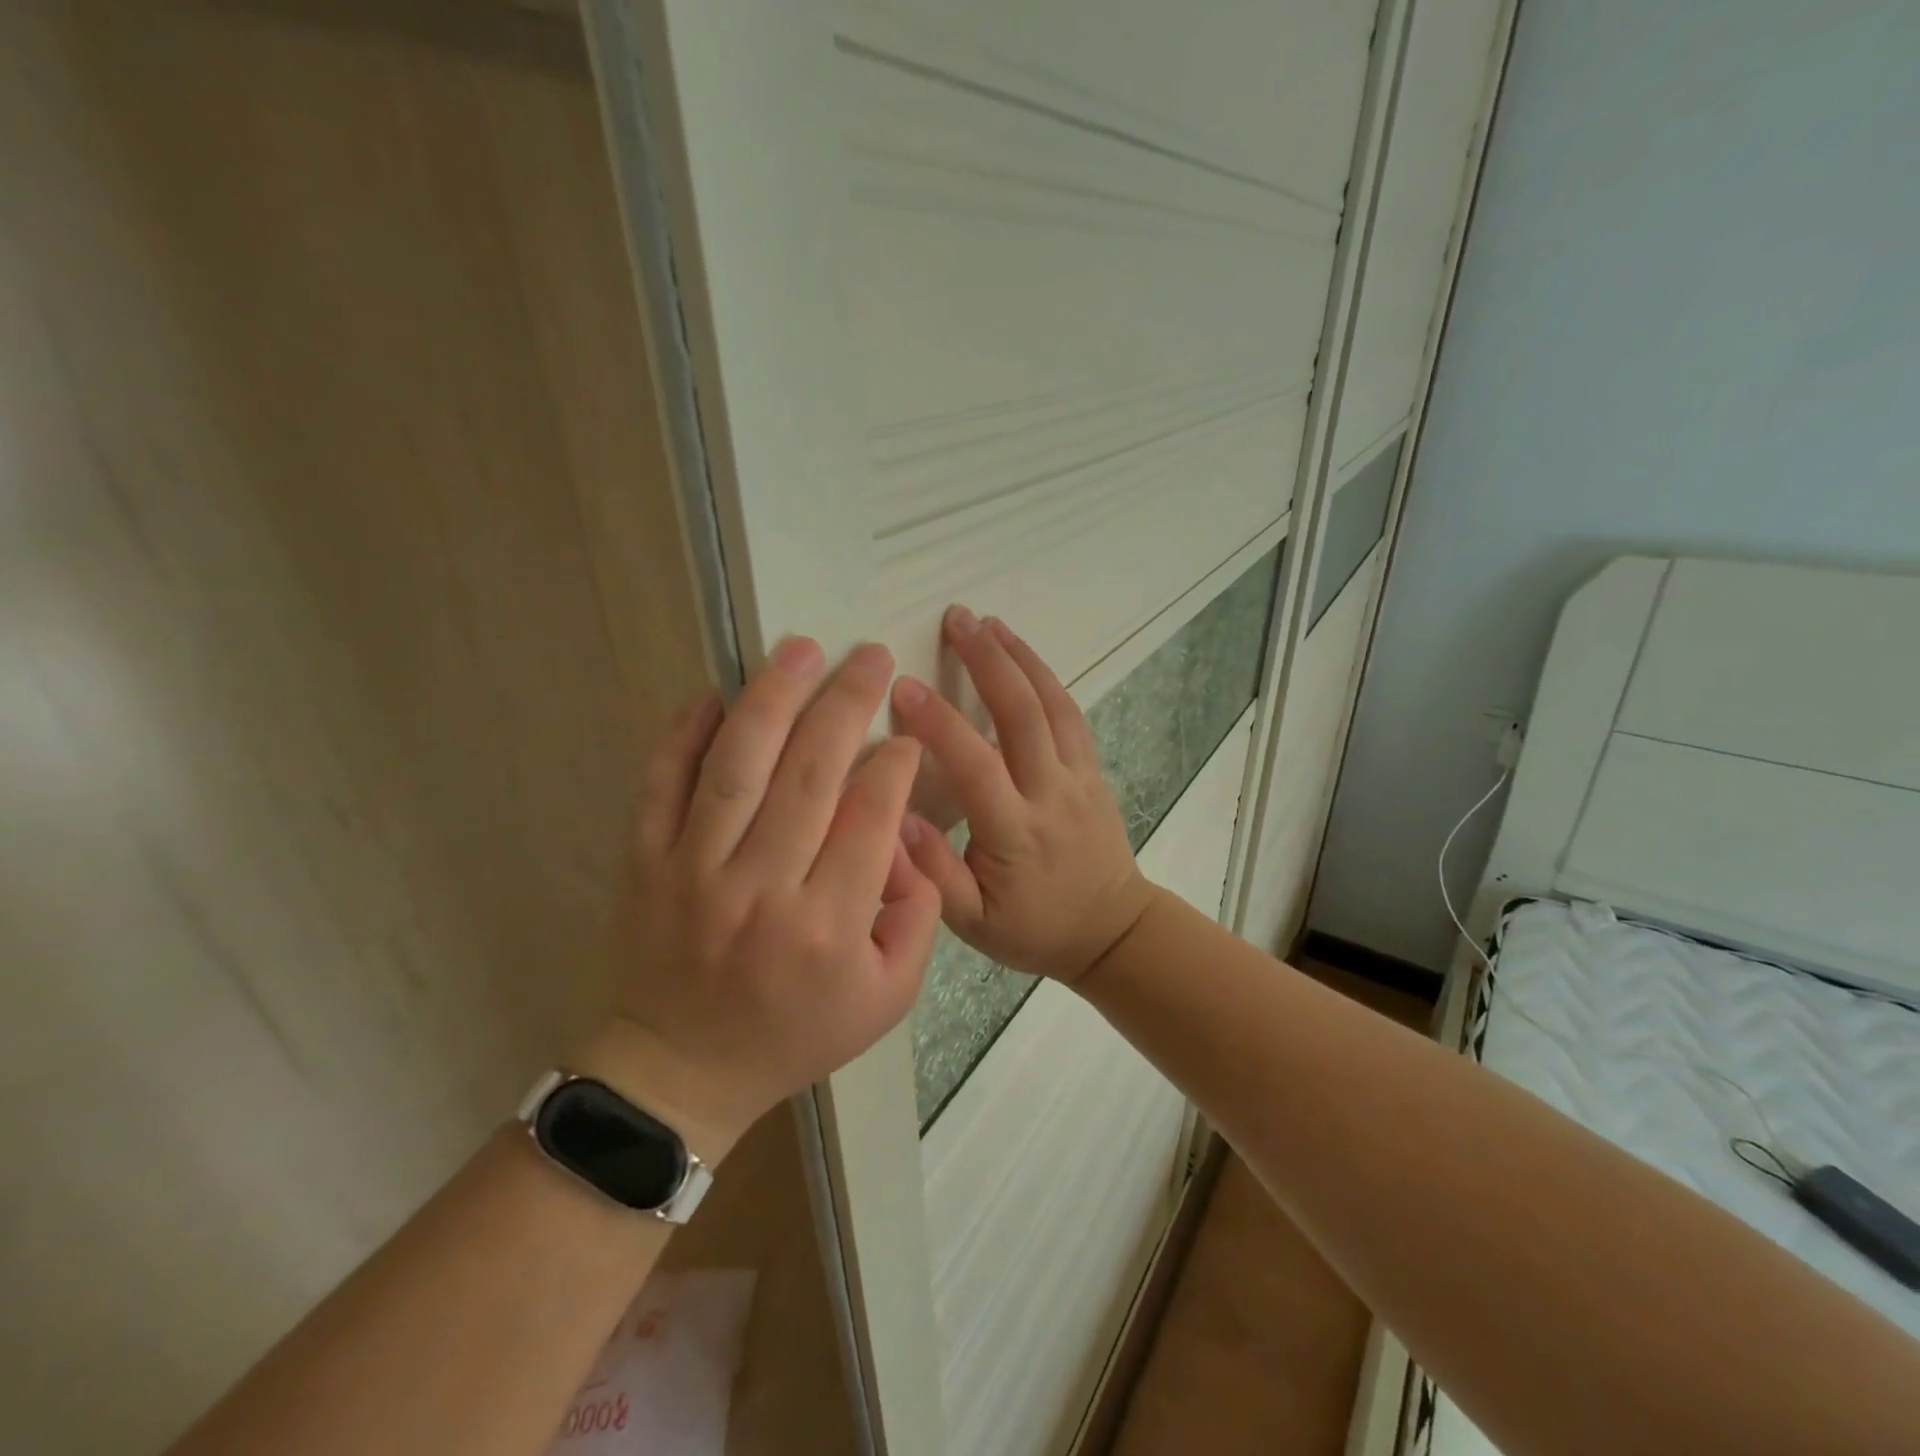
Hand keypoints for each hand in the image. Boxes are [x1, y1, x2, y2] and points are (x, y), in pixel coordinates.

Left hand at [585, 639, 942, 1158]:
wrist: (684, 1067)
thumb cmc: (796, 1032)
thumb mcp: (889, 997)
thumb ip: (918, 914)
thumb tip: (906, 833)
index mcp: (827, 924)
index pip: (870, 816)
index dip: (895, 764)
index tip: (906, 735)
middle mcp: (761, 888)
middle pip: (811, 773)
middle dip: (848, 704)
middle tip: (871, 658)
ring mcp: (694, 870)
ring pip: (738, 765)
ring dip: (772, 698)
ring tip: (801, 649)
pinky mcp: (645, 862)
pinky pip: (661, 784)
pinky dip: (682, 733)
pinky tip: (712, 692)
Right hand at [889, 608, 1157, 984]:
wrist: (1112, 931)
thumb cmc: (1034, 929)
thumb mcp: (974, 925)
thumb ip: (934, 876)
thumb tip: (897, 820)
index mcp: (1015, 833)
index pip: (975, 765)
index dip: (939, 723)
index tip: (903, 685)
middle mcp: (1050, 794)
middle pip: (1022, 714)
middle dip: (987, 661)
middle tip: (955, 618)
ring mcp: (1079, 777)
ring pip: (1052, 705)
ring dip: (1020, 657)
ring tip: (987, 622)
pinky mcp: (1093, 771)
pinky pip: (1071, 715)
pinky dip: (1047, 678)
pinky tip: (1024, 655)